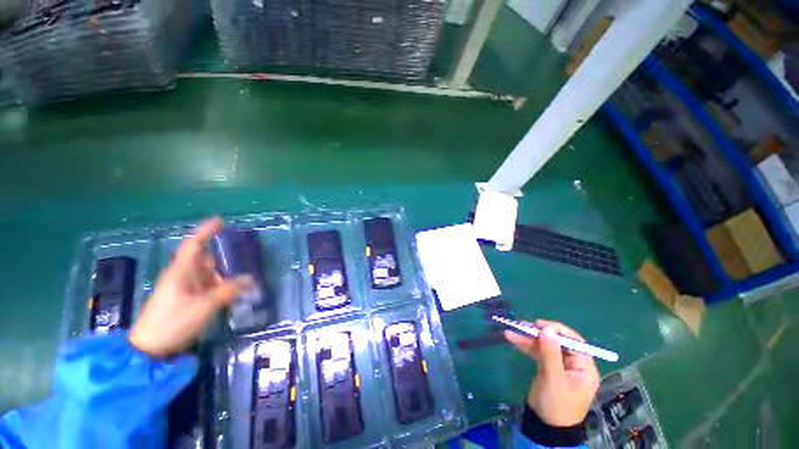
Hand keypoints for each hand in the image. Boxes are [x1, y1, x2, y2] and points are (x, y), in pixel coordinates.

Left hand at [129, 217, 252, 357]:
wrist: (149, 348)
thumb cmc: (172, 322)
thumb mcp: (203, 306)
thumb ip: (228, 291)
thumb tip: (250, 278)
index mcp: (181, 271)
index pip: (194, 244)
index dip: (206, 231)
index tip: (220, 220)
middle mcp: (182, 275)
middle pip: (204, 258)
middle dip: (222, 255)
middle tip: (242, 253)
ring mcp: (183, 287)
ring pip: (207, 273)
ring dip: (223, 272)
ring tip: (243, 274)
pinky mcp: (186, 298)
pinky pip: (206, 285)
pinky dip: (219, 284)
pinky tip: (232, 290)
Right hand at [505, 319, 599, 426]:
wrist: (545, 426)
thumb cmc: (557, 405)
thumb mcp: (554, 379)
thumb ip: (551, 353)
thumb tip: (547, 329)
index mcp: (583, 367)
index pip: (574, 342)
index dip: (557, 331)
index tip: (540, 325)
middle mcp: (572, 363)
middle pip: (556, 341)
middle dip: (538, 333)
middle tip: (522, 326)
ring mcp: (558, 365)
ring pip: (544, 345)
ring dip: (528, 338)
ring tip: (512, 331)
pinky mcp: (546, 367)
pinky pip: (536, 352)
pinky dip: (525, 346)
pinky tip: (512, 339)